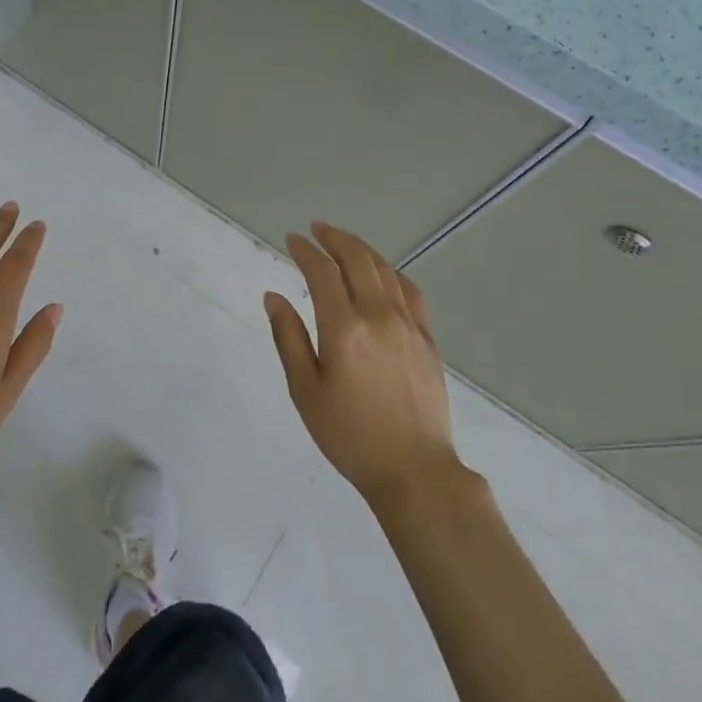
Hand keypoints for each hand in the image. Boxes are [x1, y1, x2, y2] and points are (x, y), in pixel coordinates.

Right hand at [265, 222, 462, 508]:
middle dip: (335, 238)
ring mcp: (409, 325)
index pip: (322, 272)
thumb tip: (274, 296)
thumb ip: (288, 338)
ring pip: (385, 271)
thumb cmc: (349, 435)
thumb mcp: (305, 390)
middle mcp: (379, 315)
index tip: (292, 240)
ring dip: (362, 250)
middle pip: (358, 260)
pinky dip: (392, 273)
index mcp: (344, 327)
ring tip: (345, 244)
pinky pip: (410, 292)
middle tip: (317, 230)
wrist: (414, 470)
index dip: (305, 250)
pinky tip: (384, 275)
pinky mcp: (427, 340)